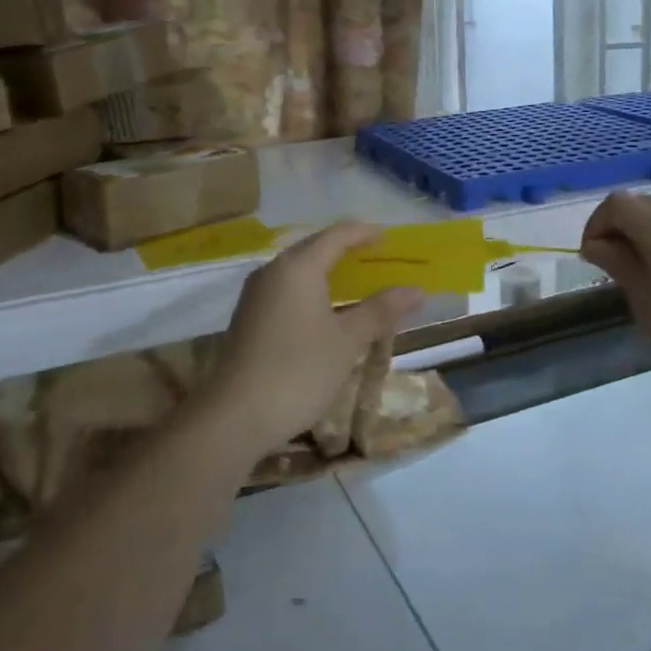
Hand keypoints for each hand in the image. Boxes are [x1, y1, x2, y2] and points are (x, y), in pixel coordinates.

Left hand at [199, 223, 422, 461]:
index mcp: (298, 267)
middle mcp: (273, 271)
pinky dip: (312, 289)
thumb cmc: (298, 371)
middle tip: (377, 256)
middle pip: (314, 248)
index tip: (389, 236)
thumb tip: (416, 290)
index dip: (364, 233)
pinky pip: (287, 289)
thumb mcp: (347, 341)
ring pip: (298, 270)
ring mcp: (256, 295)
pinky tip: (326, 310)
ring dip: (328, 271)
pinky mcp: (249, 318)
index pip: (336, 236)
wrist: (234, 417)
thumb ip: (380, 310)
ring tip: (356, 281)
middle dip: (346, 249)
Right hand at [580, 191, 650, 392]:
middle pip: (641, 205)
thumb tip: (597, 244)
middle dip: (617, 227)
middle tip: (609, 264)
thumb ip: (618, 264)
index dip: (596, 224)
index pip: (617, 204)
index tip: (591, 258)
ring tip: (637, 276)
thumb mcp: (644, 301)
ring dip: (642, 236)